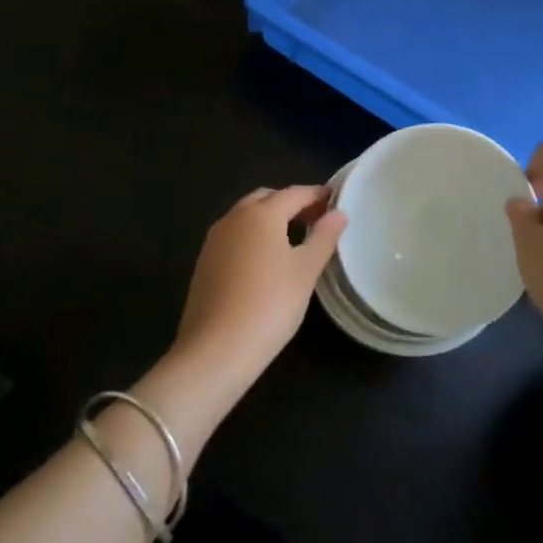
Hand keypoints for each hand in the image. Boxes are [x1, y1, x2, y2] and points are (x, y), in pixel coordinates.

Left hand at [172, 186, 345, 395]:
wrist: (215, 350)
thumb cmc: (270, 304)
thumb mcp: (306, 271)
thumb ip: (324, 237)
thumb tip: (338, 213)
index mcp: (261, 213)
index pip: (295, 193)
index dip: (317, 195)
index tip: (336, 201)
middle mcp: (234, 217)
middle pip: (267, 198)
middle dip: (291, 203)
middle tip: (315, 220)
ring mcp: (214, 240)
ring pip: (246, 216)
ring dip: (270, 219)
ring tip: (294, 240)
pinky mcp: (204, 262)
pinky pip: (234, 236)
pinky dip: (253, 237)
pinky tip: (265, 262)